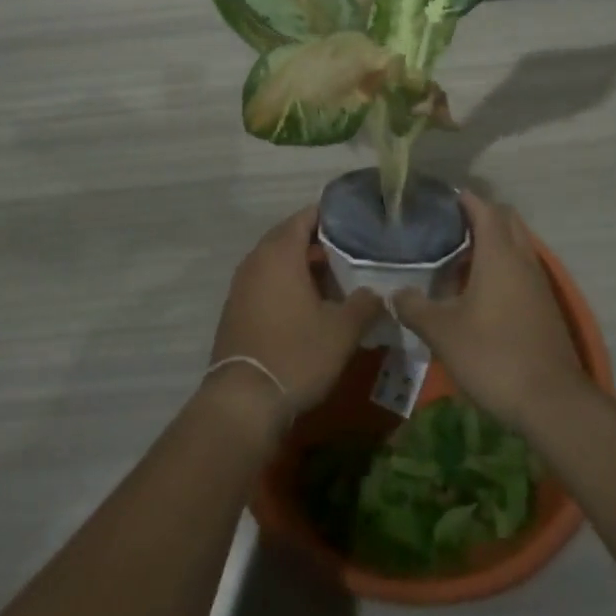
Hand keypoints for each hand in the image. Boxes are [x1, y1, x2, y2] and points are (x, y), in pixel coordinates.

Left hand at [210, 207, 379, 419]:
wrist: (244, 400)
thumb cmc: (297, 354)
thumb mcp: (342, 330)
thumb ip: (365, 304)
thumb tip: (379, 293)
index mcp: (280, 253)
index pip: (303, 217)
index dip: (328, 216)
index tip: (354, 221)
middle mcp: (256, 261)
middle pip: (287, 237)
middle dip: (316, 241)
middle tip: (349, 250)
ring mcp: (241, 285)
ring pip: (275, 261)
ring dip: (300, 264)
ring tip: (332, 277)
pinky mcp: (236, 309)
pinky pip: (265, 282)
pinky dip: (285, 283)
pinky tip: (307, 304)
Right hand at [391, 193, 585, 429]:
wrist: (552, 403)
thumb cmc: (493, 356)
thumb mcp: (442, 333)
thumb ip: (414, 308)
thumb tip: (395, 294)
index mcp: (499, 255)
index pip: (484, 209)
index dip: (464, 199)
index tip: (440, 198)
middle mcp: (523, 260)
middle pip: (507, 221)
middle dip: (480, 217)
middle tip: (447, 228)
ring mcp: (538, 284)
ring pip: (516, 246)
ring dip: (491, 245)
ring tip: (456, 260)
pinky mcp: (545, 308)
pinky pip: (521, 271)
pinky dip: (501, 268)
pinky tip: (477, 294)